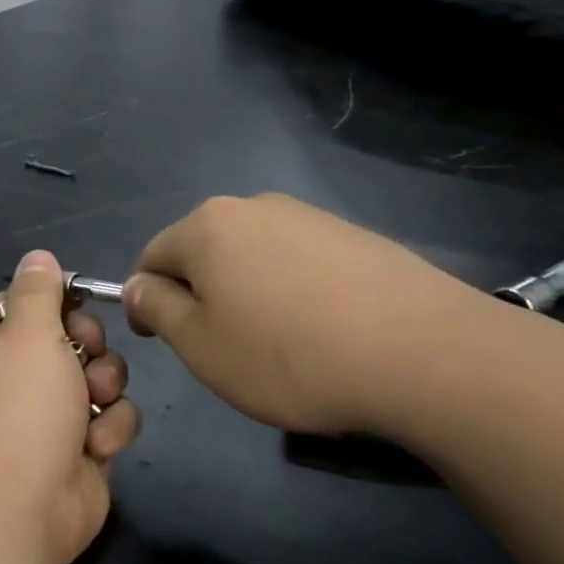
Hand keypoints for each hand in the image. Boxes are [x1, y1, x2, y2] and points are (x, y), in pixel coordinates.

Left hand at [0, 251, 139, 563]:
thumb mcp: (27, 335)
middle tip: (85, 356)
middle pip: (66, 338)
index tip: (78, 301)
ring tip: (93, 402)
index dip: (51, 300)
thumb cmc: (17, 409)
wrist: (19, 509)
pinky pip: (108, 418)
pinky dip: (109, 429)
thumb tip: (37, 256)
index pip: (17, 304)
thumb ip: (38, 291)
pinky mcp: (76, 450)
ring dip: (105, 386)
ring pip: (96, 376)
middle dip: (88, 345)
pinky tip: (96, 446)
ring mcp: (43, 418)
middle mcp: (9, 380)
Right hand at [124, 194, 495, 437]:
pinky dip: (290, 292)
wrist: (426, 355)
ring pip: (251, 256)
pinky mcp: (355, 236)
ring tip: (273, 344)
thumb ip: (156, 308)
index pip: (150, 257)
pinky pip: (297, 262)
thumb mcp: (199, 344)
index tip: (161, 341)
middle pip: (202, 251)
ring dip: (245, 294)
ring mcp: (310, 217)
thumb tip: (136, 286)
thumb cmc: (288, 356)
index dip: (145, 301)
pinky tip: (318, 331)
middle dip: (198, 295)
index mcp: (206, 227)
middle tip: (219, 347)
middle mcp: (254, 207)